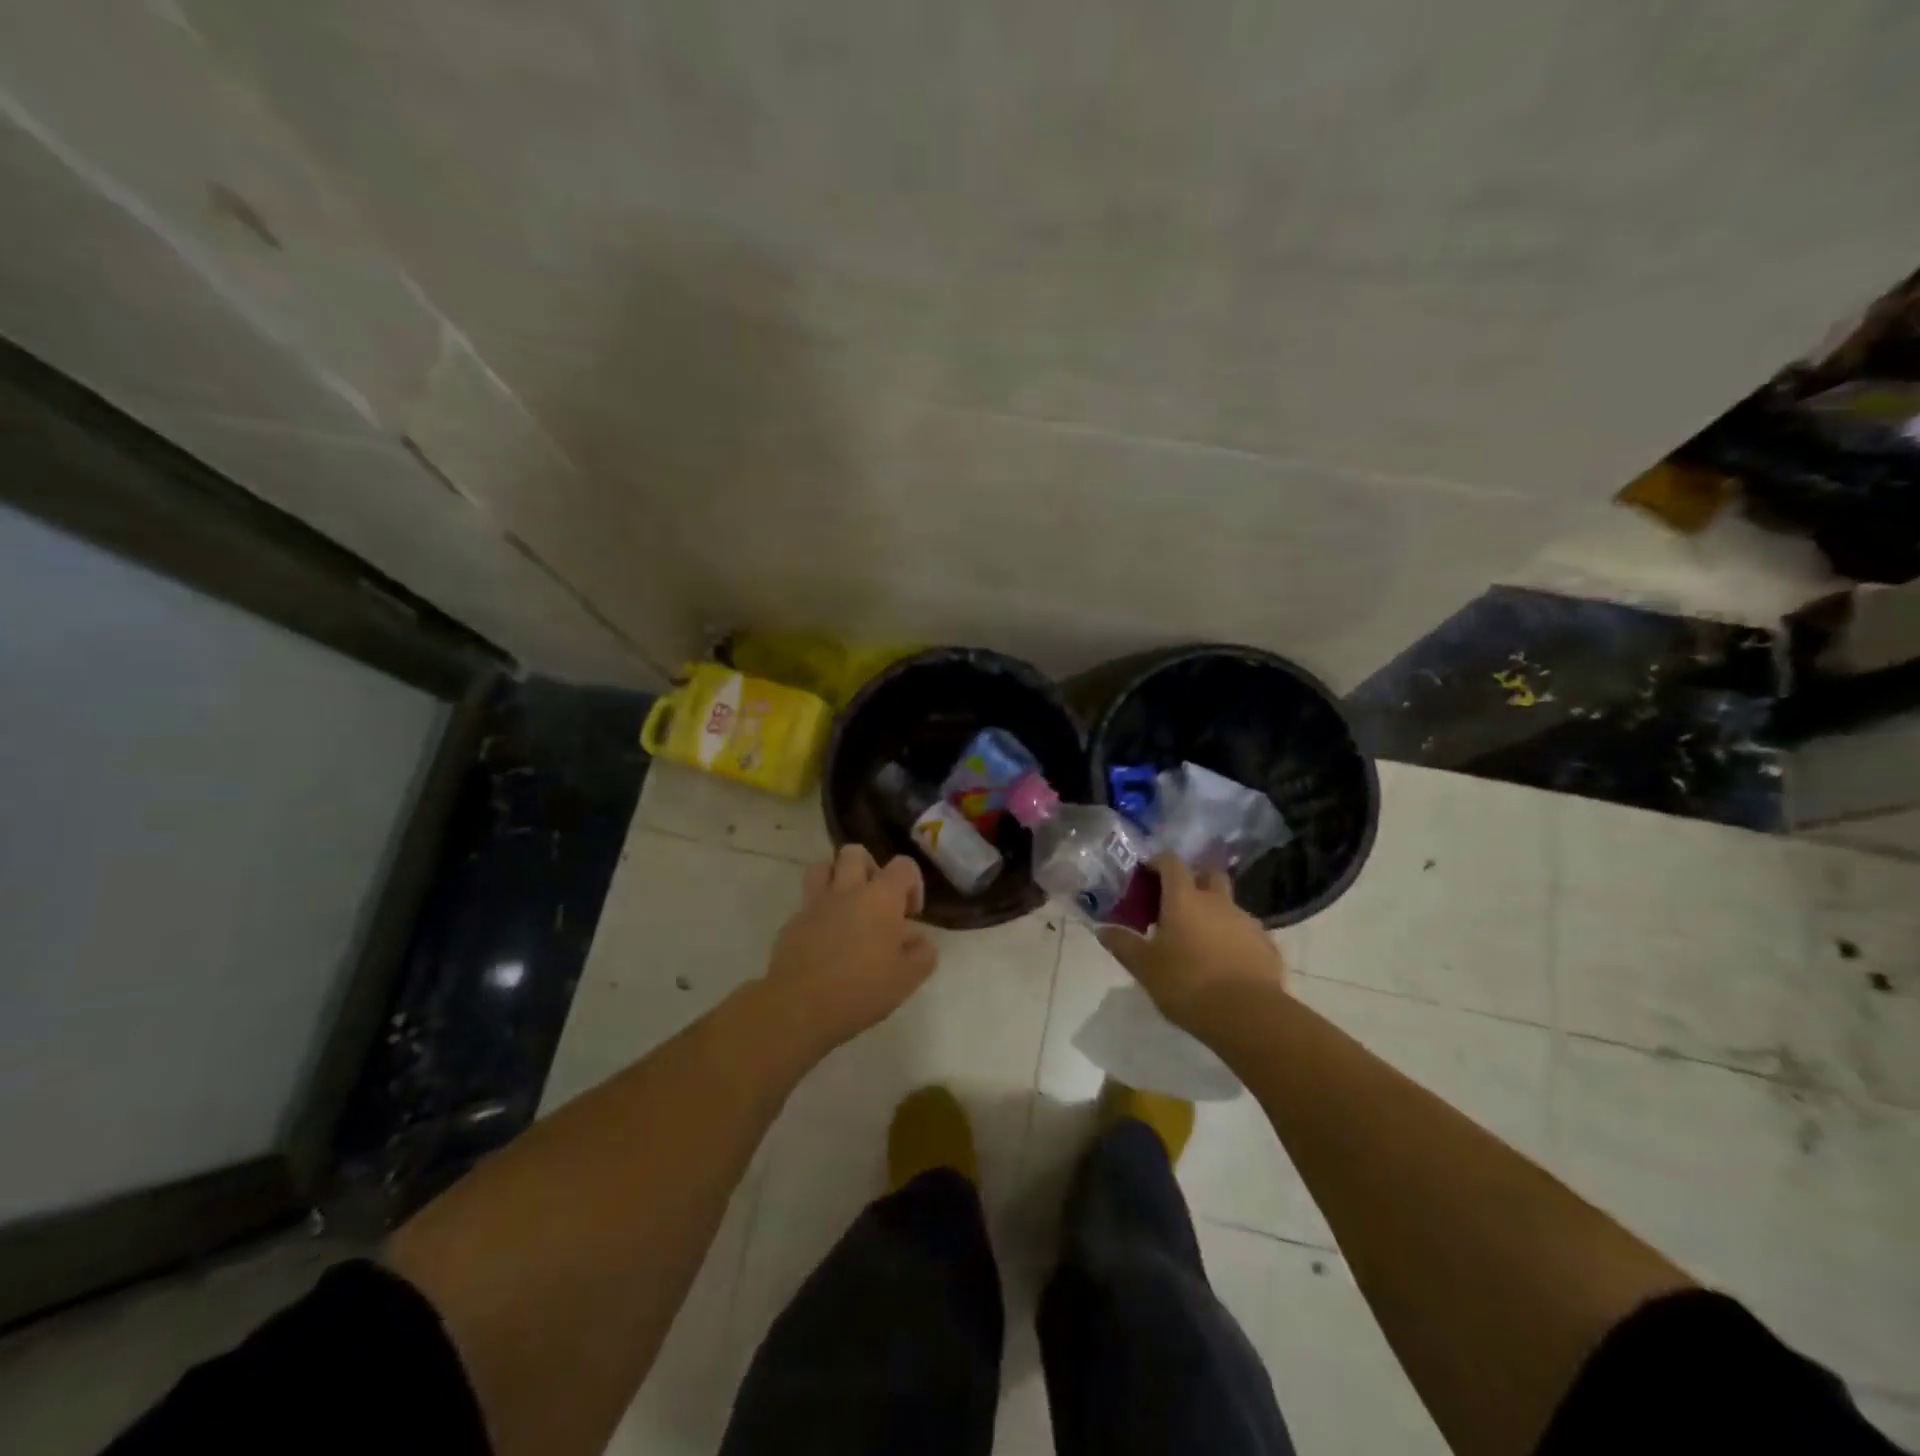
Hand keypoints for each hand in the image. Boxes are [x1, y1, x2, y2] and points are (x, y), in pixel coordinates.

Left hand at [760, 844, 938, 1055]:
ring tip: (846, 907)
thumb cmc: (861, 989)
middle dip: (869, 869)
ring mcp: (815, 904)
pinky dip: (818, 913)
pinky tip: (824, 941)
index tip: (910, 914)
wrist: (799, 1006)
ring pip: (821, 867)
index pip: (903, 865)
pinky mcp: (792, 923)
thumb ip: (922, 954)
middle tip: (875, 901)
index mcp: (881, 897)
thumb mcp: (907, 979)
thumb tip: (920, 940)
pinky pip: (806, 904)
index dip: (912, 884)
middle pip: (855, 853)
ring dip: (836, 879)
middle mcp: (848, 890)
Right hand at [1098, 854, 1284, 1032]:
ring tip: (1200, 942)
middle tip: (1176, 905)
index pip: (1171, 862)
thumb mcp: (1144, 967)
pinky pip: (1245, 933)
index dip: (1157, 862)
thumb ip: (1123, 944)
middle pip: (1208, 875)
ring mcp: (1247, 922)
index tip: (1146, 875)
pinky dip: (1233, 939)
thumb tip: (1103, 929)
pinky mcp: (1267, 945)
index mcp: (1184, 898)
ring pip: (1228, 905)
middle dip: (1193, 882)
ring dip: (1214, 914)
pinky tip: (1225, 964)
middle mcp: (1218, 901)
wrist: (1248, 1015)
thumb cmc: (1187, 983)